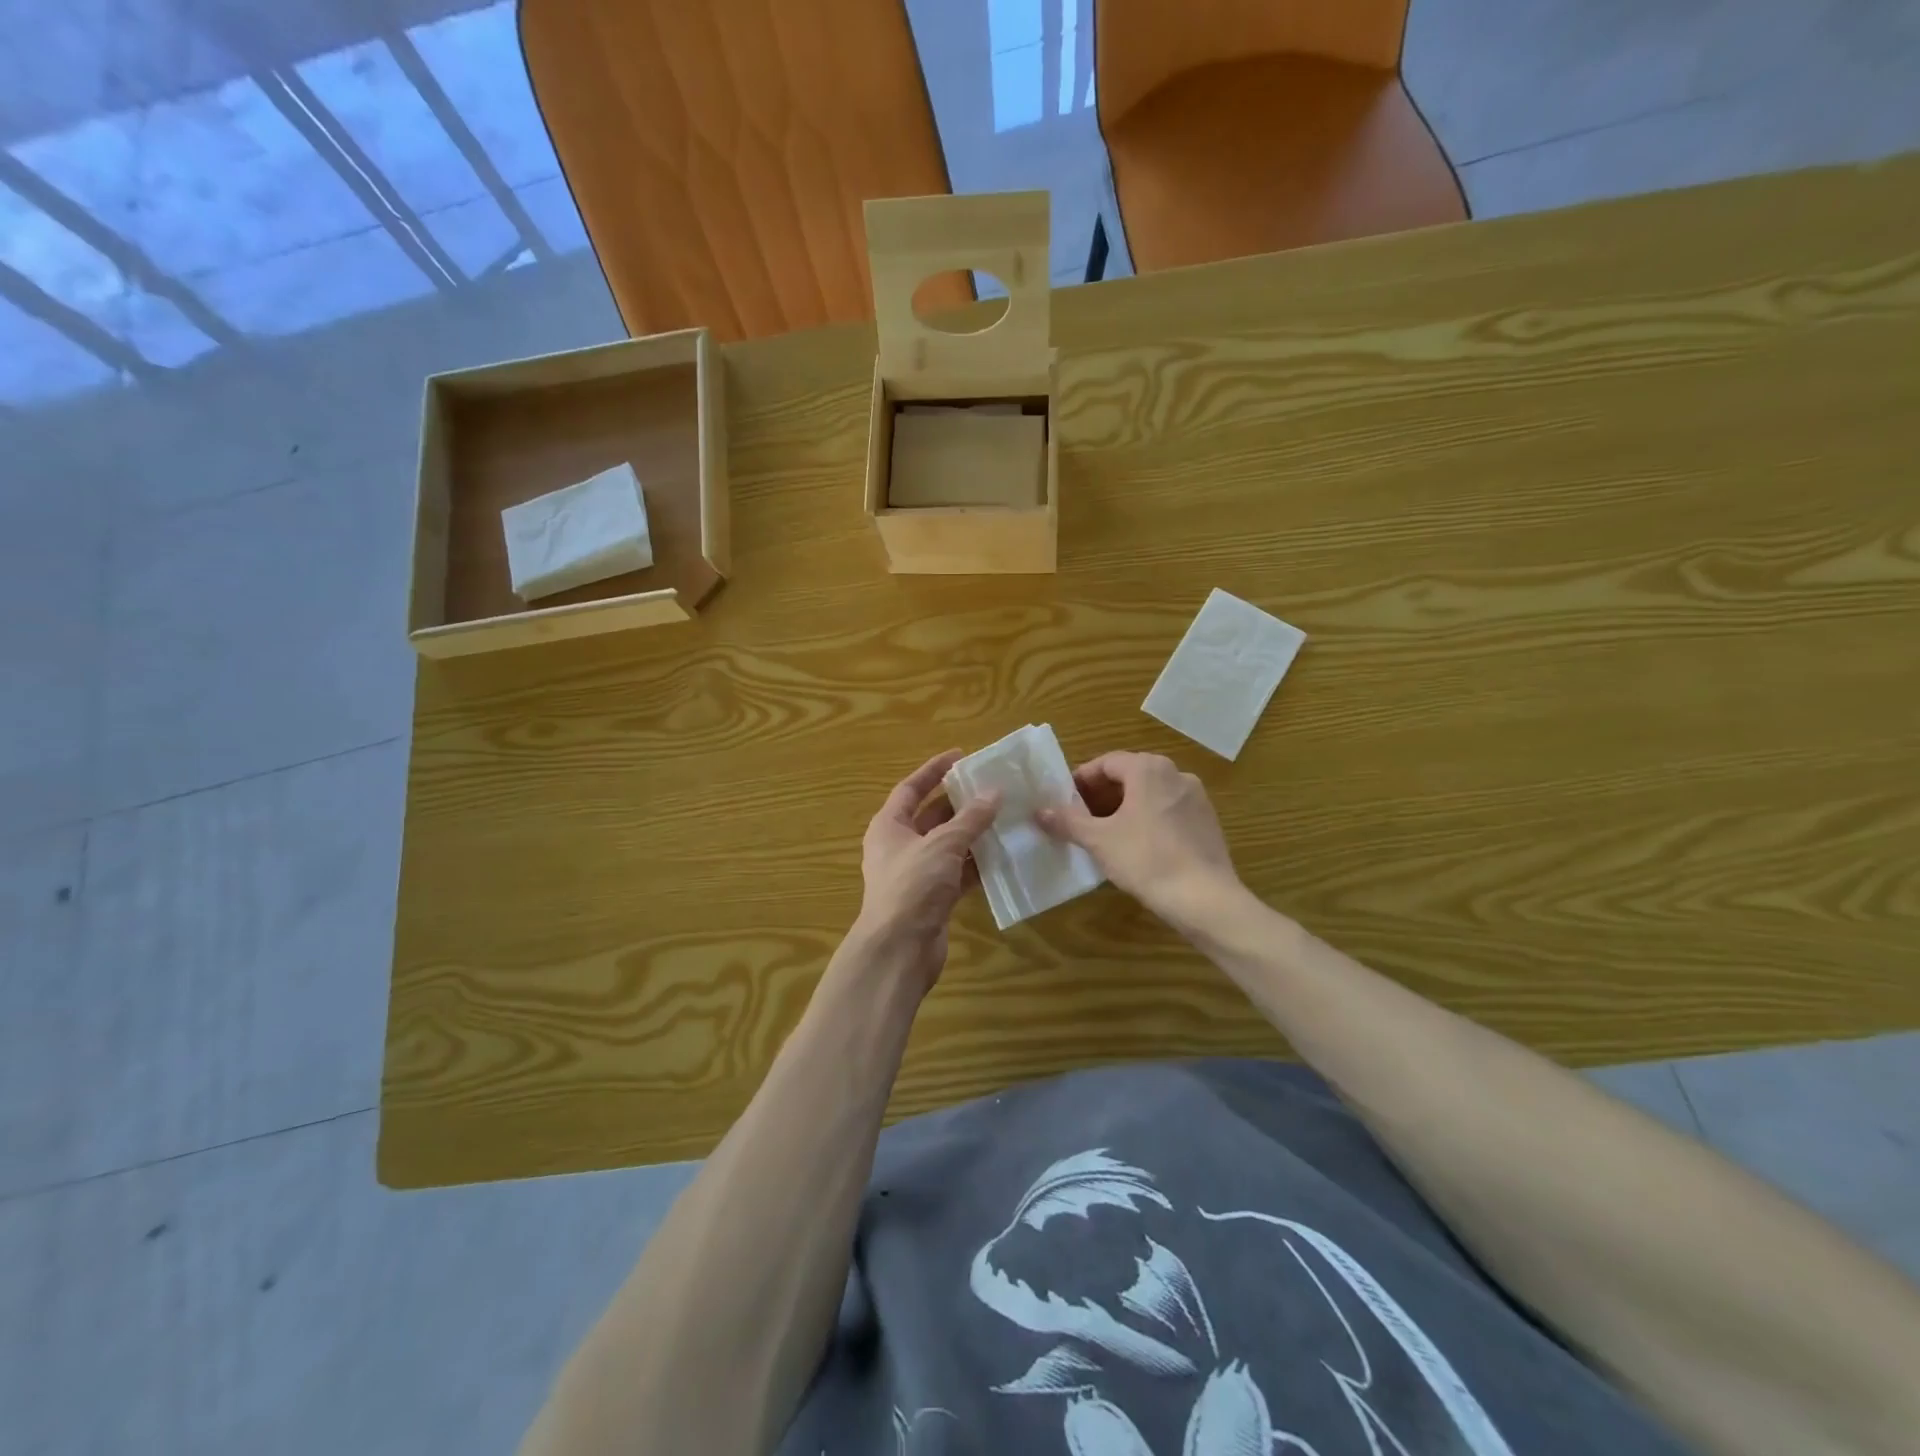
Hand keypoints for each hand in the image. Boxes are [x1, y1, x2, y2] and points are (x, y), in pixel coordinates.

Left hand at [852, 750, 1000, 994]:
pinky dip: (976, 863)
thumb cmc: (912, 887)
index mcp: (888, 826)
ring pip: (948, 845)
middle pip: (931, 816)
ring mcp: (917, 874)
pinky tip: (1002, 854)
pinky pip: (957, 872)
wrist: (899, 950)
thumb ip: (970, 819)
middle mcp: (899, 847)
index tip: (961, 756)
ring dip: (972, 834)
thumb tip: (994, 792)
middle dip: (959, 803)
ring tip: (1004, 816)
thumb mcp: (942, 845)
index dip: (934, 770)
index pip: (911, 788)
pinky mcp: (933, 898)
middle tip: (991, 788)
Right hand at [1036, 751, 1240, 927]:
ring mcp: (1196, 797)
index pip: (1106, 763)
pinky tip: (1138, 847)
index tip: (1064, 801)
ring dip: (1125, 808)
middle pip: (1130, 776)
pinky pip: (1169, 811)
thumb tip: (1039, 811)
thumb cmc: (1146, 859)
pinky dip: (1148, 819)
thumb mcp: (1099, 840)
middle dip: (1102, 795)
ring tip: (1105, 834)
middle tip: (1080, 819)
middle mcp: (1176, 773)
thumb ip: (1067, 821)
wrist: (1204, 898)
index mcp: (1148, 769)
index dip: (1081, 780)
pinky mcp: (1208, 821)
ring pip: (1150, 794)